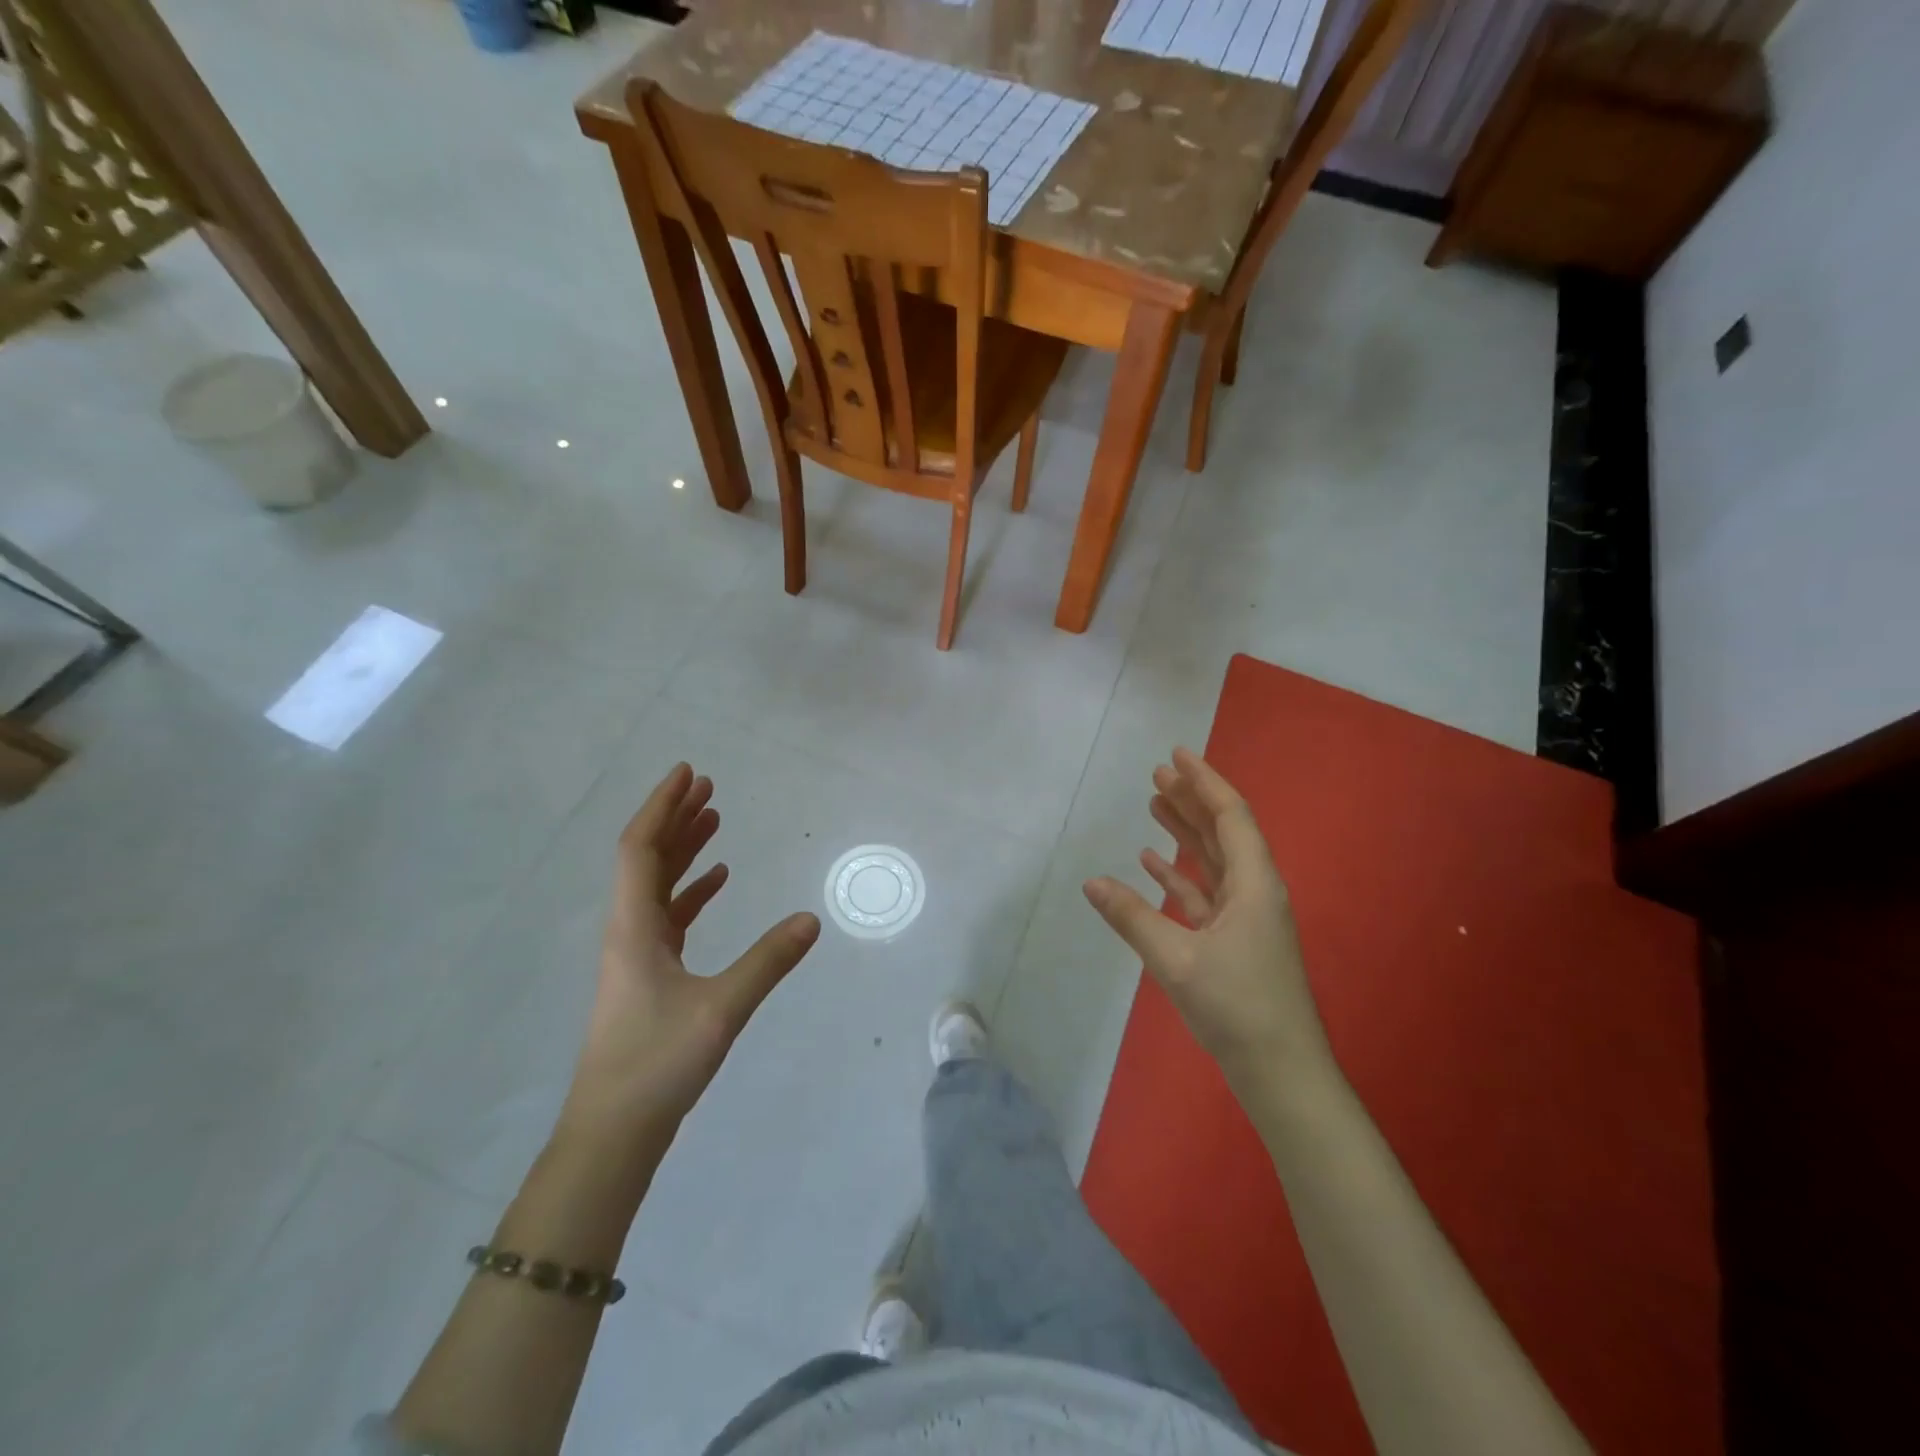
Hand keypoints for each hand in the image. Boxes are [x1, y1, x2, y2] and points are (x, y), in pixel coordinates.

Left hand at [561, 763, 820, 1139]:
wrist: (613, 1132)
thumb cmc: (657, 1063)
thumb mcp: (721, 1009)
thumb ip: (768, 961)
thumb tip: (812, 918)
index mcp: (633, 927)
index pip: (640, 849)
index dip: (662, 807)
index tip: (688, 774)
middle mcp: (628, 931)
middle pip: (647, 858)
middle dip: (675, 818)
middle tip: (709, 786)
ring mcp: (636, 954)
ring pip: (658, 885)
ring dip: (684, 850)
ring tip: (715, 820)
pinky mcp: (648, 975)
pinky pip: (669, 915)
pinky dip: (692, 890)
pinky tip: (718, 880)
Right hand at [1083, 747, 1335, 1099]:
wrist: (1280, 1071)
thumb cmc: (1236, 1007)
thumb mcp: (1176, 959)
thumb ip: (1132, 917)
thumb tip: (1091, 882)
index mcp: (1254, 883)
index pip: (1229, 815)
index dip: (1204, 781)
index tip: (1176, 754)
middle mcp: (1254, 890)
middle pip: (1222, 831)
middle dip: (1190, 800)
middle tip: (1156, 775)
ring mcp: (1246, 916)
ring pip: (1213, 860)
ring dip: (1184, 832)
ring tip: (1154, 804)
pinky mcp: (1234, 940)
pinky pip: (1204, 892)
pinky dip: (1180, 874)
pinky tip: (1152, 863)